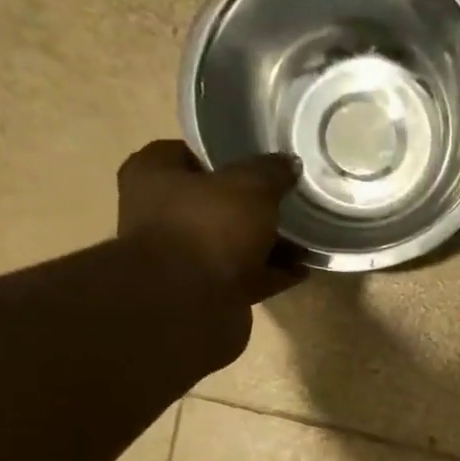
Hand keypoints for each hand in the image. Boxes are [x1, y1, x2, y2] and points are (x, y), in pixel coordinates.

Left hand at [116, 140, 304, 304]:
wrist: (189, 306)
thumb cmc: (209, 228)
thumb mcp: (250, 186)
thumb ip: (271, 172)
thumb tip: (289, 163)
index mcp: (154, 176)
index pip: (187, 153)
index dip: (224, 156)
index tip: (259, 162)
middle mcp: (161, 215)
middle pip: (214, 202)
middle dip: (253, 205)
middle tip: (289, 200)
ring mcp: (183, 258)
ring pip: (232, 242)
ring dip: (267, 243)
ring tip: (305, 238)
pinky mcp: (206, 292)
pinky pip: (245, 276)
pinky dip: (271, 273)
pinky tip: (301, 270)